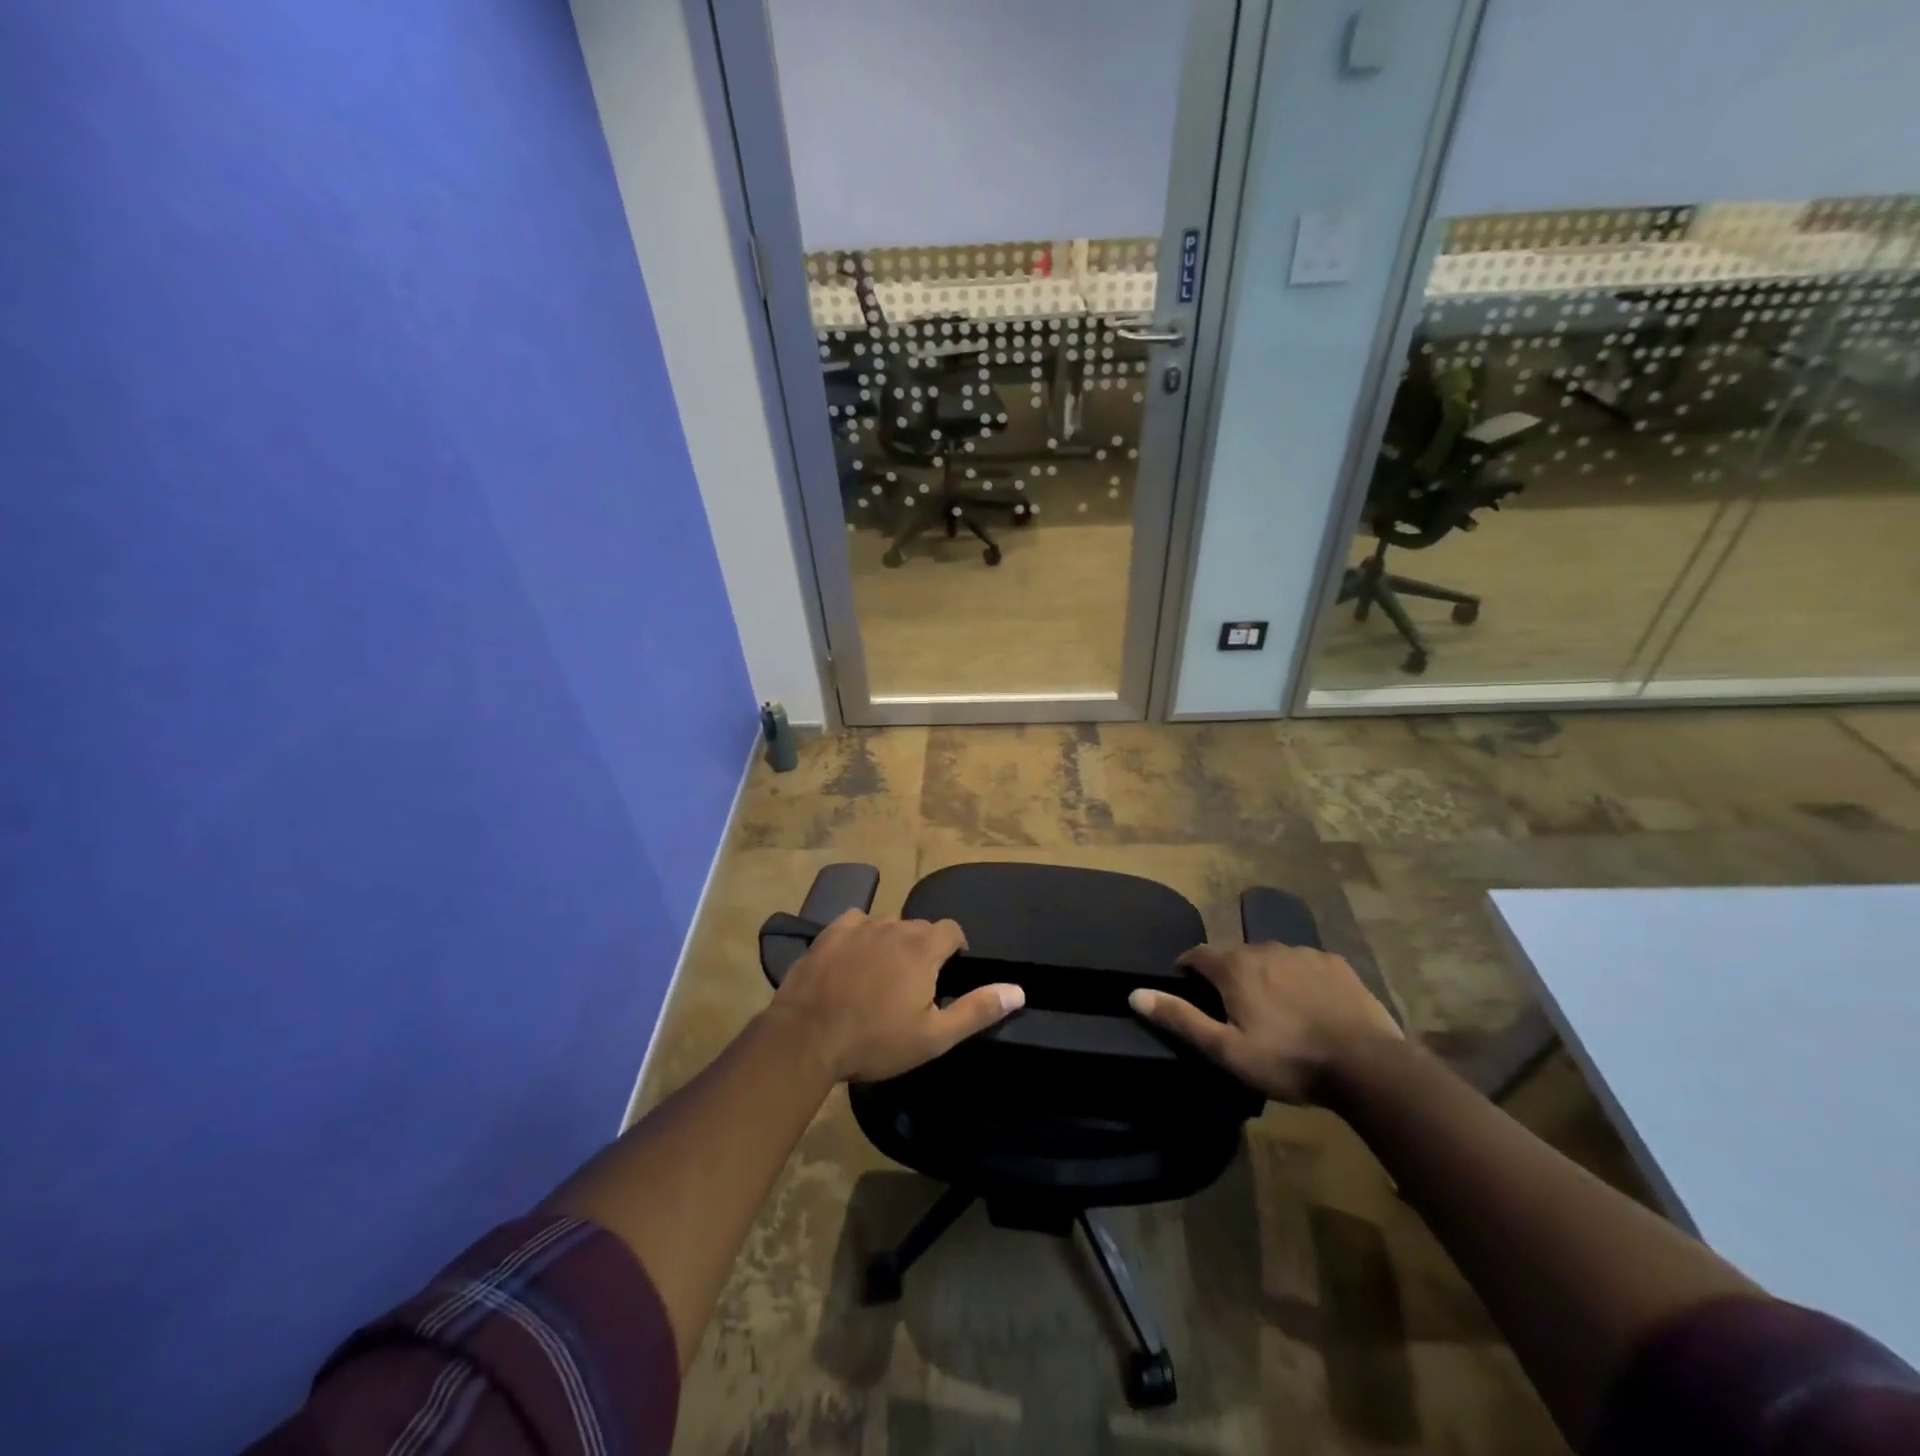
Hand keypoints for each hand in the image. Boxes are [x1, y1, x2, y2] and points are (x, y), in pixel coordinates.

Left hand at [768, 910, 1024, 1082]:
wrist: (807, 1037)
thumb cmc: (875, 1041)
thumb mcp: (934, 1036)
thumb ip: (978, 1009)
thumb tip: (1018, 990)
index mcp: (923, 948)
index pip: (951, 930)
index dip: (955, 947)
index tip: (951, 970)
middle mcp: (894, 926)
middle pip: (919, 927)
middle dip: (924, 948)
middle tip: (916, 983)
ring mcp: (859, 926)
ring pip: (887, 925)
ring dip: (892, 942)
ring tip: (883, 975)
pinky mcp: (829, 933)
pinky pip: (855, 923)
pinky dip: (861, 936)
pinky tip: (853, 959)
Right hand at [1129, 942, 1400, 1102]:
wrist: (1368, 1066)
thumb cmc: (1288, 1060)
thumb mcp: (1226, 1050)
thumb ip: (1181, 1019)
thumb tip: (1135, 993)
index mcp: (1234, 967)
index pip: (1196, 954)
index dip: (1187, 969)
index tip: (1188, 988)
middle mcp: (1264, 948)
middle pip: (1234, 955)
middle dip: (1227, 975)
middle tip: (1234, 1009)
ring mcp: (1303, 953)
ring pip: (1270, 957)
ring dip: (1263, 975)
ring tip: (1274, 1010)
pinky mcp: (1335, 963)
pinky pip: (1304, 964)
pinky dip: (1298, 978)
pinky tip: (1310, 1006)